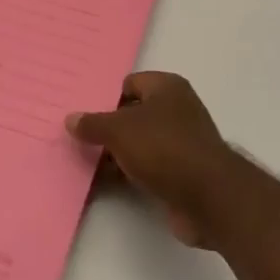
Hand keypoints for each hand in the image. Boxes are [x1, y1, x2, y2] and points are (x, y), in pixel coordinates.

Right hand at [67, 72, 240, 246]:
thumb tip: (71, 119)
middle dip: (110, 127)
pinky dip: (130, 172)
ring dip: (118, 152)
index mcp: (167, 87)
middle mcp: (177, 109)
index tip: (84, 114)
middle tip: (80, 139)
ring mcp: (182, 141)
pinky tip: (108, 181)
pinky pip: (148, 166)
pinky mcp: (182, 172)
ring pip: (140, 142)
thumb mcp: (120, 130)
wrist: (208, 196)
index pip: (130, 84)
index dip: (107, 97)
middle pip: (134, 113)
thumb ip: (94, 124)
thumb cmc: (164, 147)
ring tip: (87, 162)